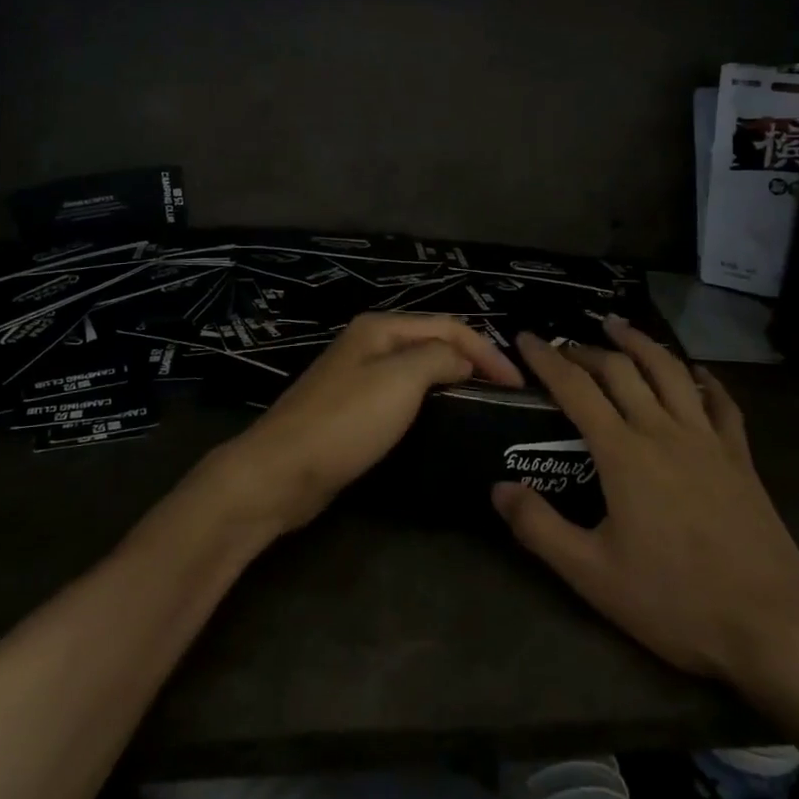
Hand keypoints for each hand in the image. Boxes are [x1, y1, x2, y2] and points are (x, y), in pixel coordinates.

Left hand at [217, 313, 522, 534]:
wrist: (281, 471)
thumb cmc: (345, 421)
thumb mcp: (400, 380)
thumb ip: (439, 358)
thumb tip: (463, 359)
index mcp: (381, 328)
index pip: (449, 327)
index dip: (487, 351)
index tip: (517, 386)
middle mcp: (369, 344)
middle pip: (433, 343)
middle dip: (471, 361)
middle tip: (504, 395)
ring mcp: (358, 377)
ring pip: (418, 370)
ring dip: (451, 381)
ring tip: (482, 407)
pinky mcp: (352, 411)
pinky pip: (402, 396)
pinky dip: (429, 402)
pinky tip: (442, 422)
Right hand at [491, 318, 798, 684]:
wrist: (773, 626)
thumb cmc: (675, 600)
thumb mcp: (592, 574)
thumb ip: (539, 527)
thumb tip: (498, 488)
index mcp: (623, 453)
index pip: (575, 388)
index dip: (546, 359)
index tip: (525, 337)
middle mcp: (663, 431)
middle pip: (621, 370)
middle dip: (587, 350)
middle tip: (565, 345)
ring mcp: (707, 440)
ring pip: (670, 372)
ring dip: (641, 344)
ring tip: (619, 327)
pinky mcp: (740, 458)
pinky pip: (722, 403)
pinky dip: (705, 380)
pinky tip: (696, 372)